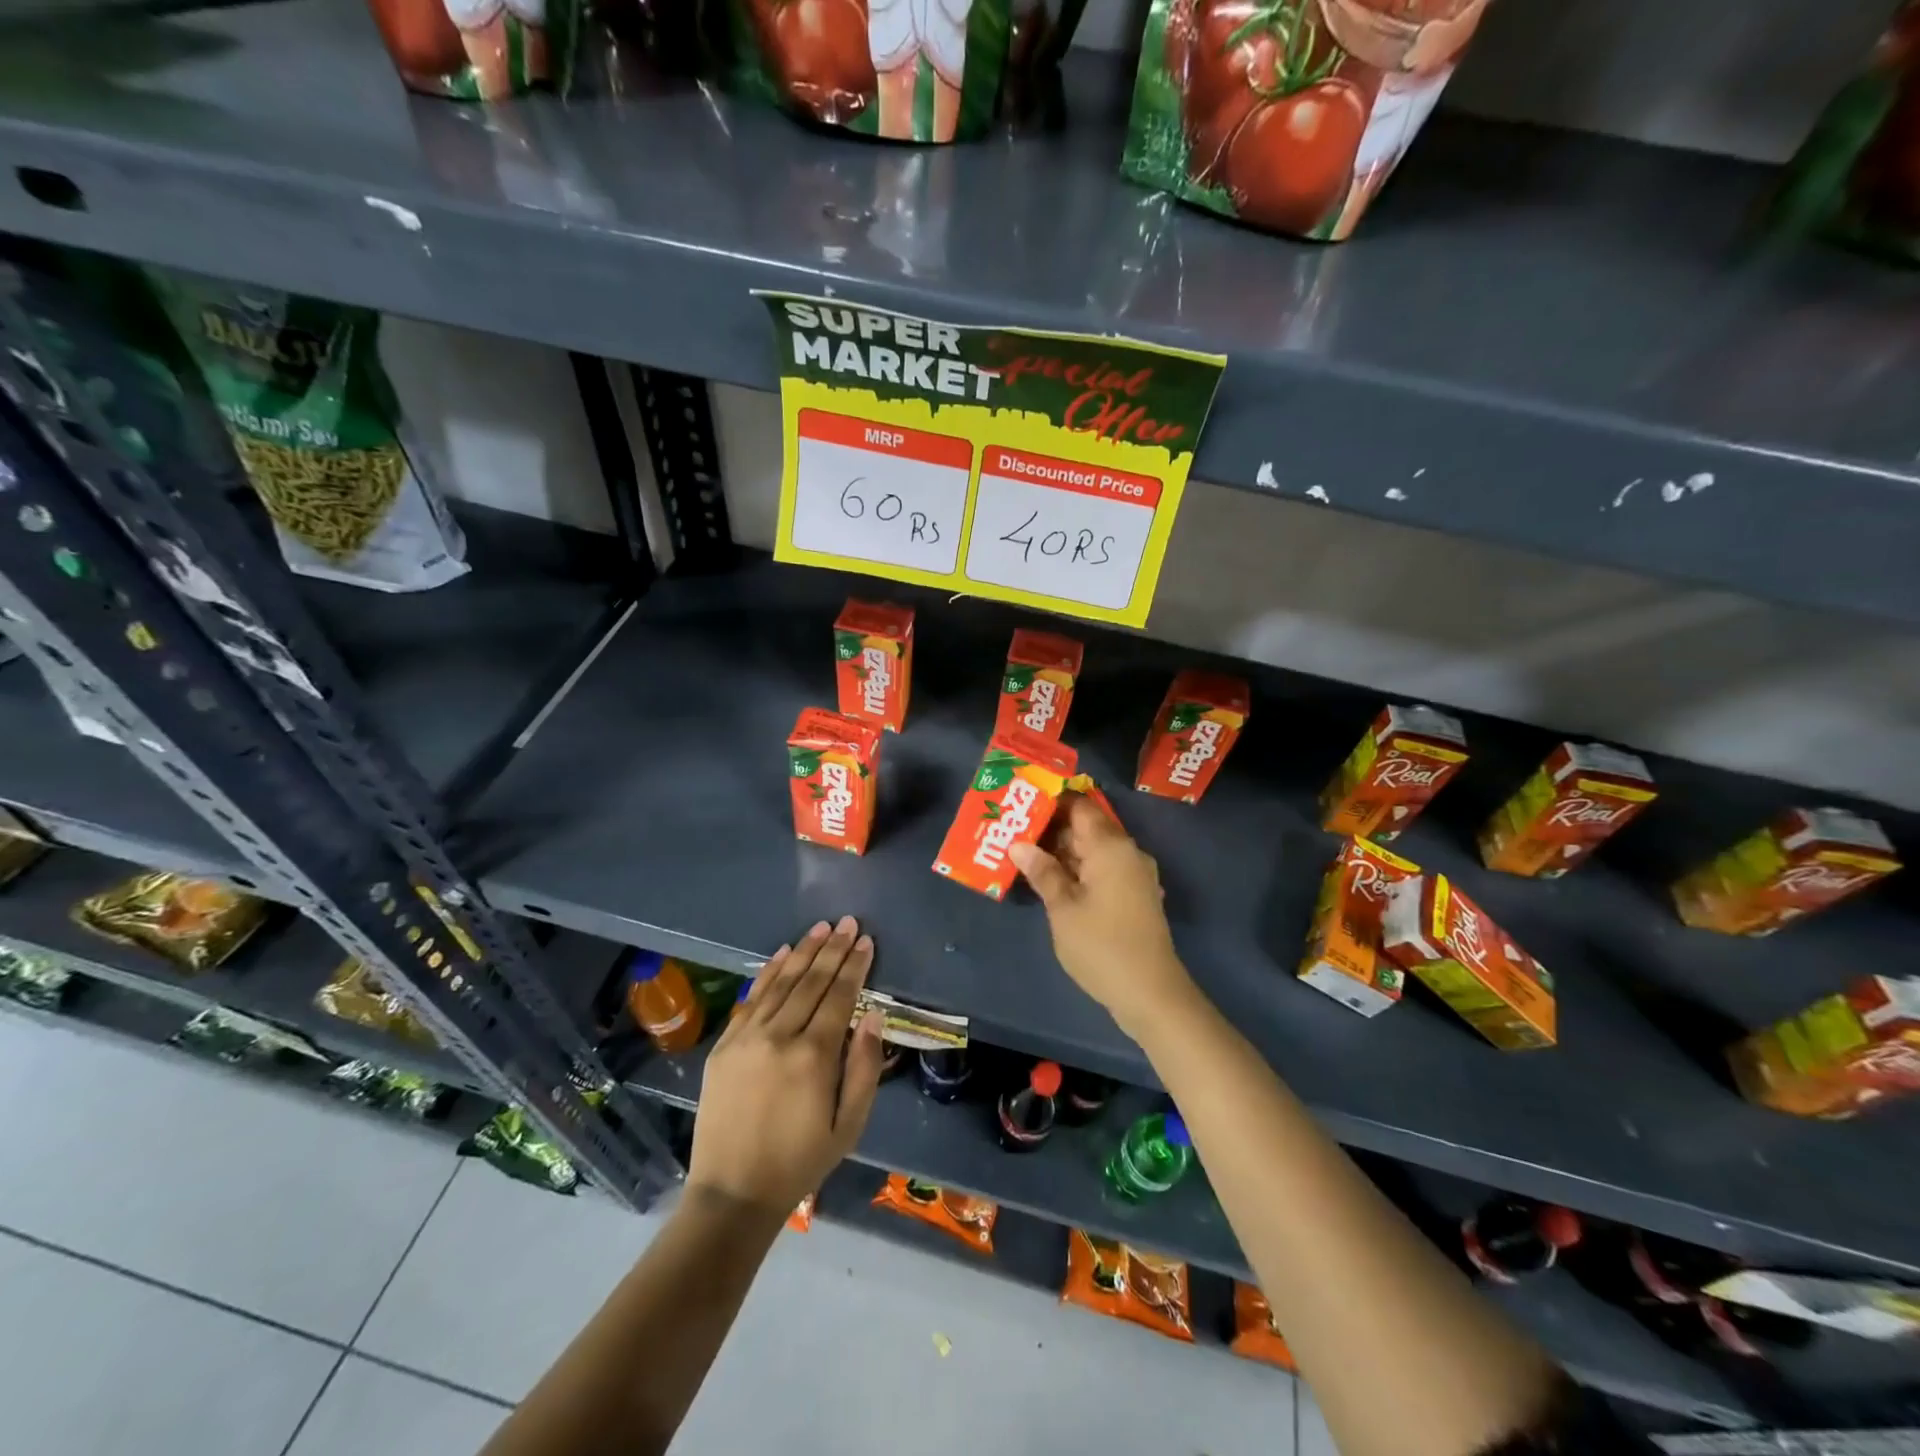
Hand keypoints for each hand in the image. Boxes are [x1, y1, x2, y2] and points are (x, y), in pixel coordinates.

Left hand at [687, 917, 884, 1220]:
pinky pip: (751, 998)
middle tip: (848, 922)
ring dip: (803, 951)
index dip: (854, 966)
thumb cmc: (800, 1161)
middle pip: (811, 981)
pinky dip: (768, 972)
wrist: (732, 1192)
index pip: (840, 996)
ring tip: (821, 927)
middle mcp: (779, 1036)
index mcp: (814, 1056)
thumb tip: (873, 1016)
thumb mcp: (848, 1125)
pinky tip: (782, 952)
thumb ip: (863, 1067)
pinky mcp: (724, 1045)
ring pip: (781, 982)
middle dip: (832, 948)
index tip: (866, 940)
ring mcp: (747, 1037)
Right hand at [1010, 793, 1195, 1037]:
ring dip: (1062, 852)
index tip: (1021, 803)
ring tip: (1023, 854)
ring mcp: (1133, 875)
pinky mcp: (1133, 896)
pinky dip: (1077, 870)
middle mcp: (1127, 852)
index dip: (1051, 802)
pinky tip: (1050, 880)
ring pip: (1092, 851)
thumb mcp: (1063, 908)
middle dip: (1051, 828)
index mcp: (1111, 846)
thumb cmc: (1102, 946)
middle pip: (1086, 827)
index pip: (1080, 806)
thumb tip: (1019, 845)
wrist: (1151, 994)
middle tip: (1013, 831)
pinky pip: (1101, 870)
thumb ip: (1043, 872)